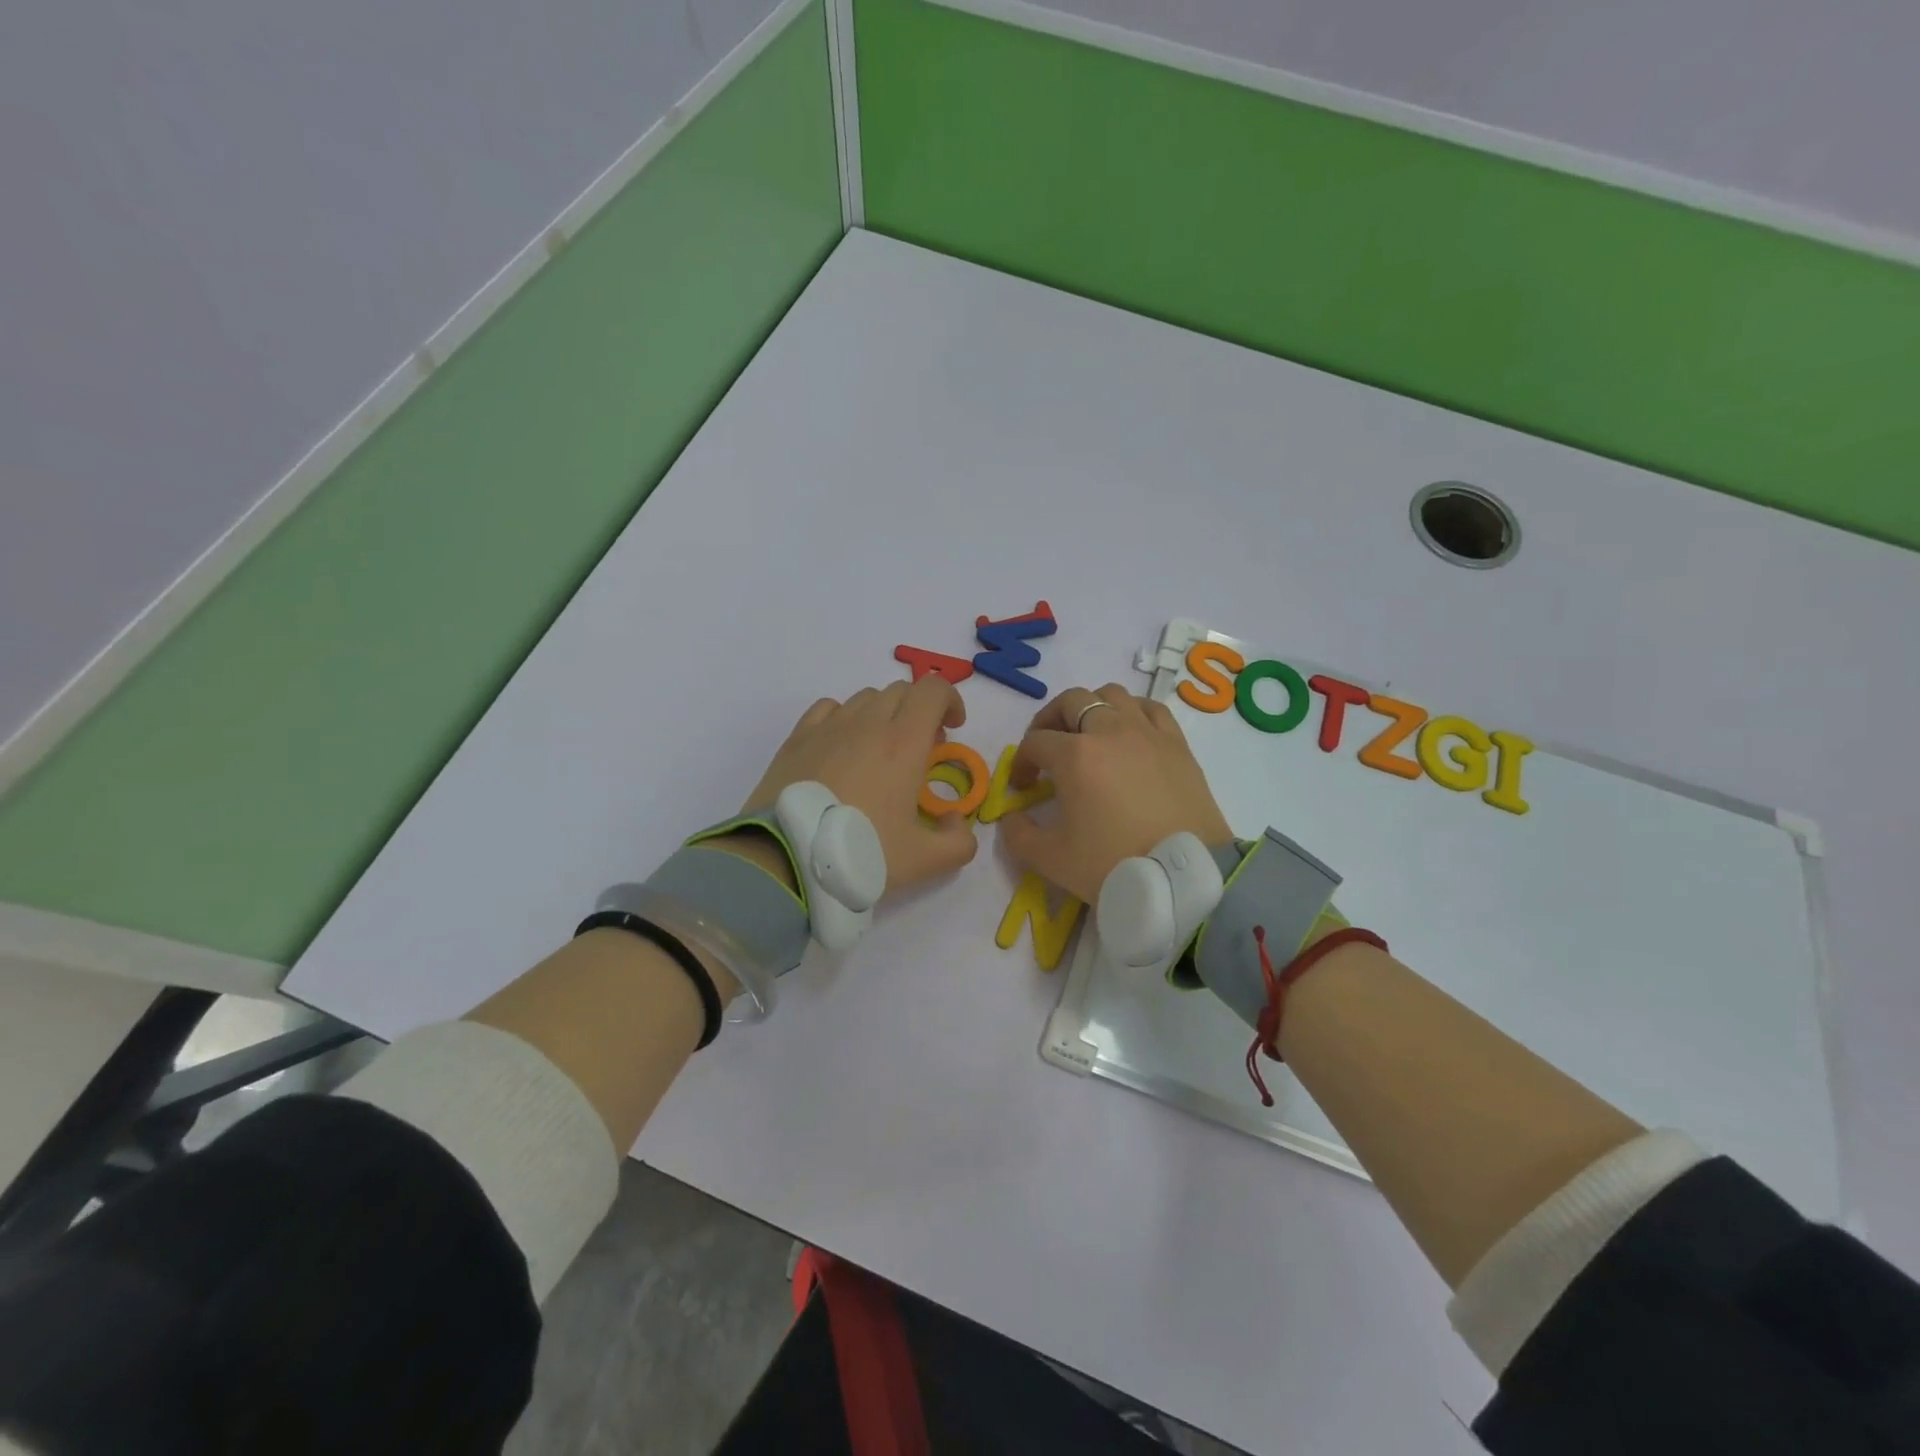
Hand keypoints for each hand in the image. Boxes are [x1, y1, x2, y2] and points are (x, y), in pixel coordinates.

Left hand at [741, 678, 978, 892]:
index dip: (950, 700)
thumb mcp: (924, 862)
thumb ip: (958, 842)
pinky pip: (829, 708)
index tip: (953, 728)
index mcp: (904, 743)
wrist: (784, 861)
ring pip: (865, 698)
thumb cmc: (859, 854)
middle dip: (919, 711)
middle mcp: (867, 723)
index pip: (933, 689)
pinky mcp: (797, 738)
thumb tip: (955, 821)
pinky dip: (846, 717)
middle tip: (921, 749)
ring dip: (884, 714)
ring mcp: (828, 727)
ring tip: (881, 751)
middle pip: (901, 690)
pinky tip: (843, 748)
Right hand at [999, 683, 1232, 902]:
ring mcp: (1147, 733)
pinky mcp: (1177, 743)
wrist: (1183, 880)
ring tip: (1089, 736)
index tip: (1023, 788)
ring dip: (1092, 709)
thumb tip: (1013, 817)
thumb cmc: (1112, 866)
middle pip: (1071, 701)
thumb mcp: (1050, 859)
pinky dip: (1132, 713)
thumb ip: (1018, 835)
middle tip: (1048, 749)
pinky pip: (1150, 708)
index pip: (1035, 742)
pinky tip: (1129, 734)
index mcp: (1074, 755)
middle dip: (1050, 720)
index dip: (1022, 762)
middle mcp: (1109, 731)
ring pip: (1112, 695)